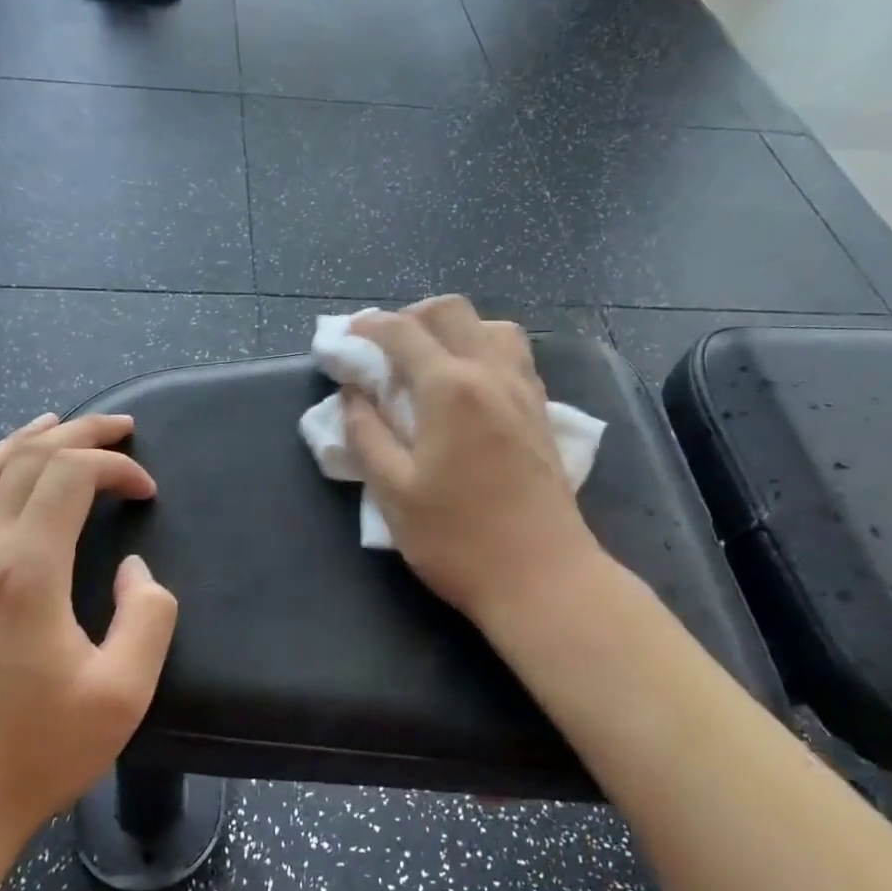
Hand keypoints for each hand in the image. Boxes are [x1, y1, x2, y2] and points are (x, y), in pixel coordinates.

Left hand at [0, 412, 178, 854]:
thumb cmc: (39, 749)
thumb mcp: (122, 693)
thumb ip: (147, 618)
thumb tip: (136, 571)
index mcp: (27, 571)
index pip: (69, 475)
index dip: (116, 467)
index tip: (148, 492)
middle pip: (30, 458)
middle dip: (83, 434)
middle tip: (125, 428)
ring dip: (32, 438)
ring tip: (67, 424)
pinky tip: (15, 468)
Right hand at [344, 296, 608, 629]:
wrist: (545, 579)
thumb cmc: (459, 539)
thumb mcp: (393, 493)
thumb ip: (366, 434)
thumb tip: (352, 395)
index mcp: (450, 387)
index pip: (403, 332)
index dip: (369, 326)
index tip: (346, 335)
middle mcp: (492, 374)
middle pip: (452, 311)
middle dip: (412, 316)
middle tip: (385, 347)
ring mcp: (524, 391)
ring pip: (492, 327)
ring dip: (455, 329)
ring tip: (429, 362)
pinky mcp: (542, 413)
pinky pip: (513, 356)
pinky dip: (483, 350)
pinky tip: (468, 387)